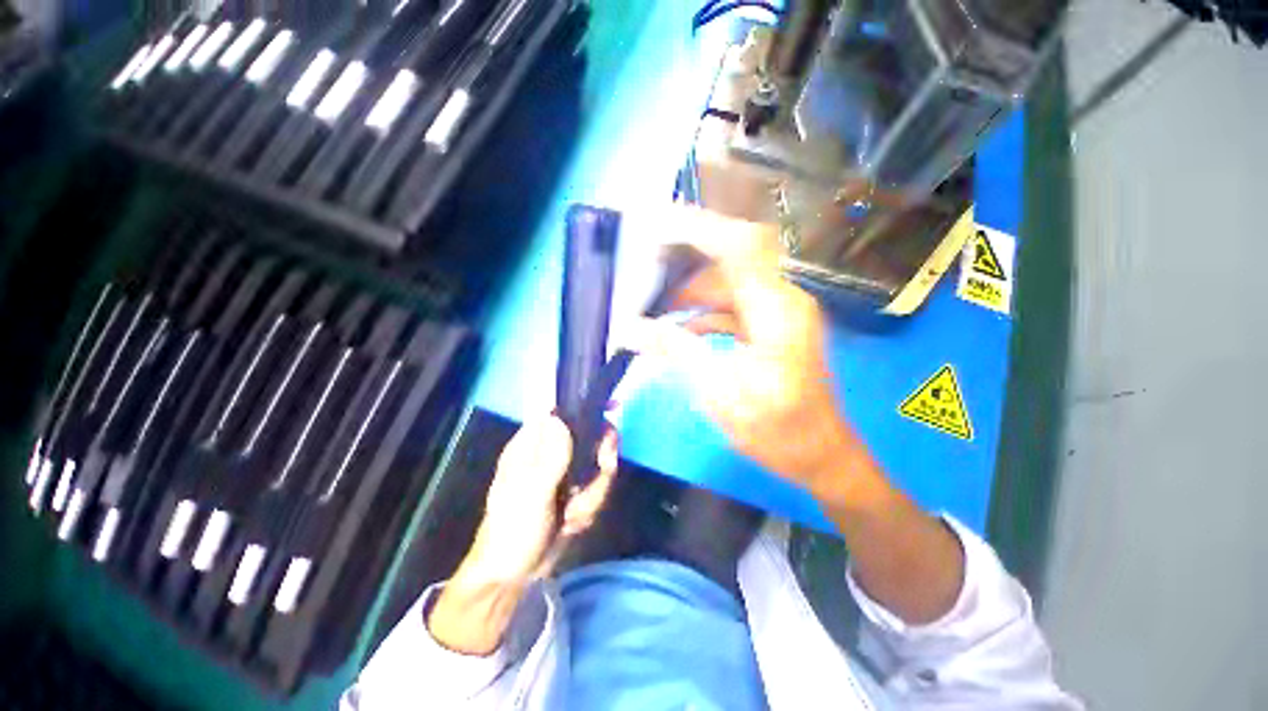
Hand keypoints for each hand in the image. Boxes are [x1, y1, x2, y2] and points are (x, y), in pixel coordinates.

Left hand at [428, 416, 617, 654]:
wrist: (512, 576)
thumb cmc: (512, 531)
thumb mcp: (531, 496)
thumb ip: (549, 458)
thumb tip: (558, 416)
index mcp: (531, 445)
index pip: (561, 411)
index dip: (586, 406)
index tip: (612, 408)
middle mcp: (550, 453)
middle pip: (591, 438)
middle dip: (600, 462)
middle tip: (603, 470)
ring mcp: (565, 473)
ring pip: (599, 467)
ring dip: (591, 495)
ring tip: (570, 517)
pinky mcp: (575, 492)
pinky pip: (597, 489)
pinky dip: (589, 508)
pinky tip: (571, 525)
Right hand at [634, 208, 866, 493]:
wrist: (820, 455)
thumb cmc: (778, 430)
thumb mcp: (721, 394)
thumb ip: (678, 352)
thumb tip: (631, 328)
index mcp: (776, 310)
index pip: (738, 246)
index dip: (698, 227)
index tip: (656, 221)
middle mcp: (781, 299)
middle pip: (733, 256)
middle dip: (687, 255)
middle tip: (646, 263)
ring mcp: (777, 312)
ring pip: (729, 282)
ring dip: (691, 289)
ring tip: (653, 302)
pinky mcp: (771, 327)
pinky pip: (733, 304)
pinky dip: (704, 310)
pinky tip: (679, 326)